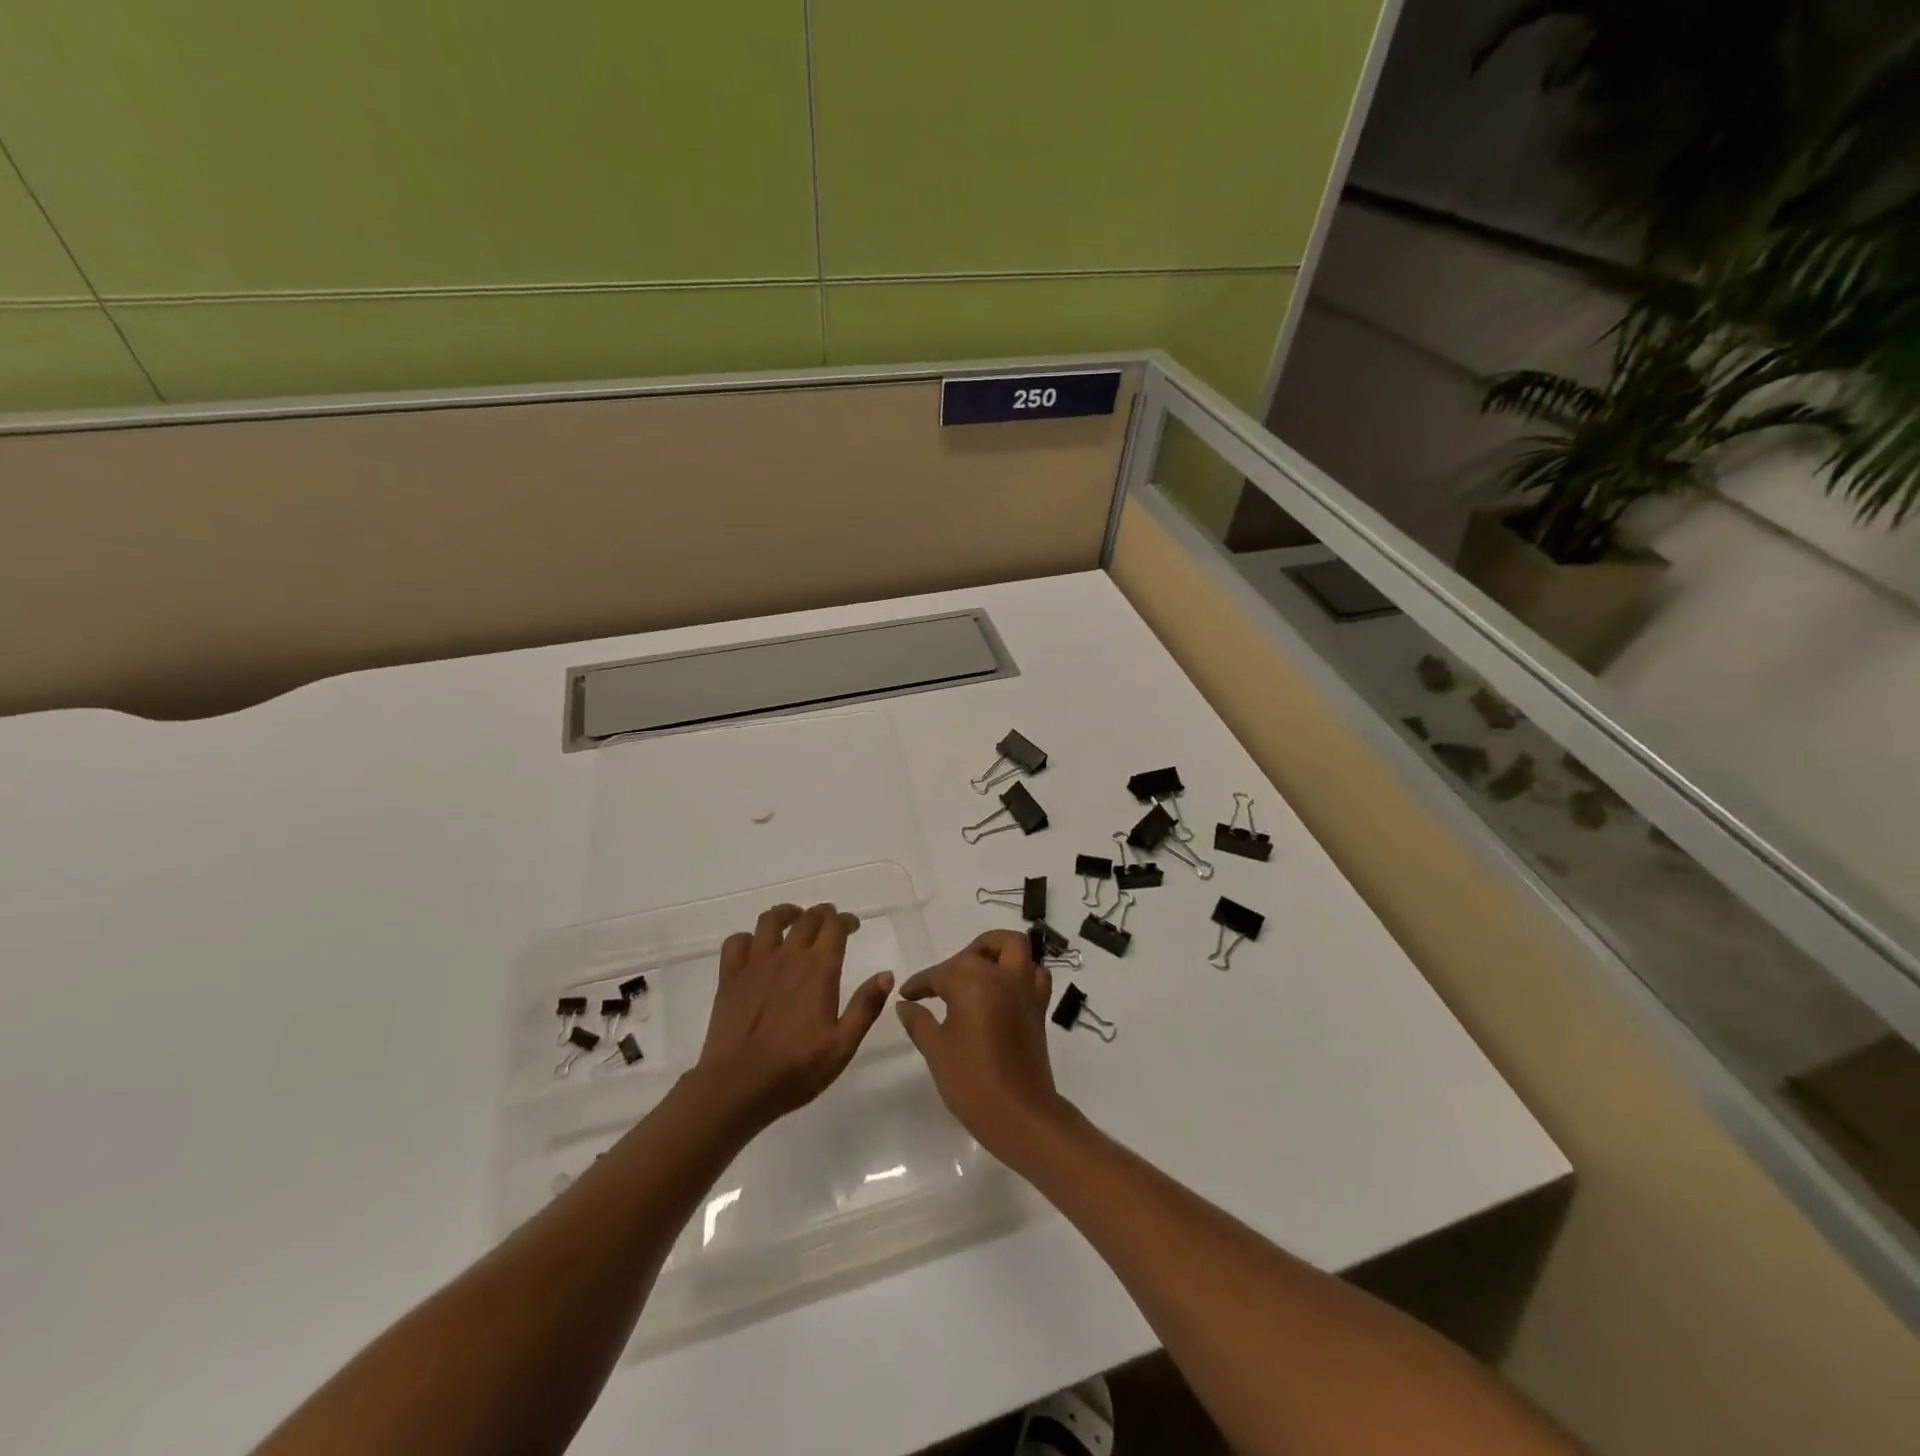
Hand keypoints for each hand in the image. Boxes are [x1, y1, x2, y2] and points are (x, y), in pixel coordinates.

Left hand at [691, 902, 894, 1130]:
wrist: (737, 1086)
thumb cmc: (796, 1069)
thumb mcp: (843, 1045)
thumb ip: (866, 1006)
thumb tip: (886, 975)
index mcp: (819, 969)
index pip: (835, 926)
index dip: (846, 920)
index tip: (853, 926)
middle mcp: (789, 956)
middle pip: (807, 918)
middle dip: (822, 915)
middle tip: (829, 923)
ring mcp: (756, 963)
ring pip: (771, 920)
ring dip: (786, 914)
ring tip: (794, 921)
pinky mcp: (730, 976)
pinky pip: (737, 941)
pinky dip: (749, 937)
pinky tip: (755, 948)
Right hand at [896, 930, 1070, 1161]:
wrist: (1019, 1113)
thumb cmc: (971, 1079)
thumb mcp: (936, 1049)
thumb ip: (918, 1021)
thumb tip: (905, 1005)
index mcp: (972, 981)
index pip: (939, 973)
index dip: (920, 983)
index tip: (907, 995)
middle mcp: (1002, 975)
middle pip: (978, 951)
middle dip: (956, 961)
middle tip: (941, 985)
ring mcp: (1025, 989)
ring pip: (1014, 948)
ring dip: (995, 951)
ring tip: (977, 972)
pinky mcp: (1039, 1007)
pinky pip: (1034, 974)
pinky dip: (1021, 972)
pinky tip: (1004, 990)